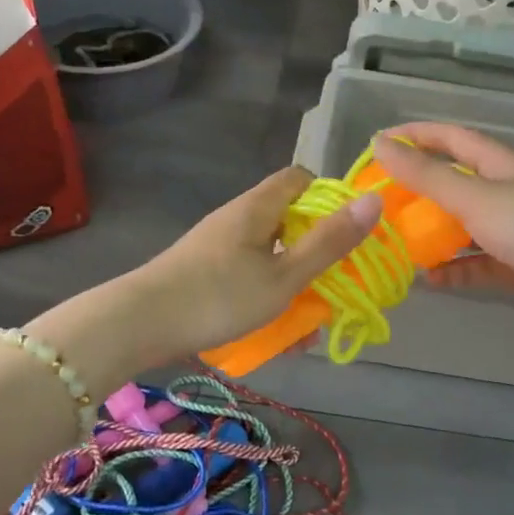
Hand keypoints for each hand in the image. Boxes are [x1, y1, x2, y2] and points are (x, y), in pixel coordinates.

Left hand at [132, 166, 382, 357]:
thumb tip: (374, 200)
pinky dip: (267, 298)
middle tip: (333, 288)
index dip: (329, 200)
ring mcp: (219, 245)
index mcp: (259, 207)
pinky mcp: (205, 272)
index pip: (300, 179)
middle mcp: (238, 218)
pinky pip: (249, 276)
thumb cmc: (219, 295)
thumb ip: (329, 242)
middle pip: (289, 221)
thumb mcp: (284, 275)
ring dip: (293, 286)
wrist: (139, 324)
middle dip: (315, 255)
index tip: (346, 234)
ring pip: (271, 256)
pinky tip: (274, 335)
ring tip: (306, 328)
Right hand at [372, 123, 513, 333]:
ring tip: (400, 244)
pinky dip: (456, 270)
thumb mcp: (474, 196)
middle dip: (421, 192)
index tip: (383, 141)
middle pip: (457, 185)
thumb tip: (380, 143)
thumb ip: (426, 175)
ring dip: (435, 236)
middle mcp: (508, 193)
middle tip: (384, 202)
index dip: (420, 135)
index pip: (454, 139)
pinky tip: (431, 279)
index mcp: (501, 166)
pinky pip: (478, 264)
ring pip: (465, 228)